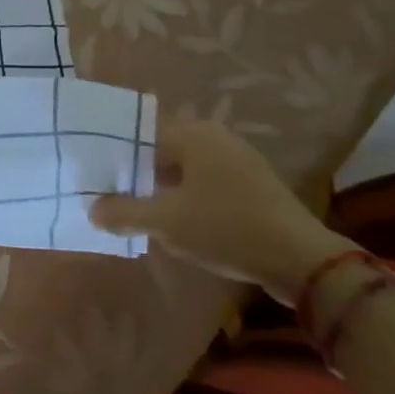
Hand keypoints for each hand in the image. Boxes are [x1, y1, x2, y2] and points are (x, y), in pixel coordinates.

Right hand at [90, 118, 357, 303]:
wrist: (302, 260)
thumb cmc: (226, 228)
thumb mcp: (166, 222)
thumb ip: (124, 212)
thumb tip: (93, 210)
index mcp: (192, 133)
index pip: (140, 134)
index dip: (116, 156)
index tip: (99, 177)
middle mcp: (215, 136)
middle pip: (163, 149)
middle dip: (139, 173)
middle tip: (114, 196)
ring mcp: (238, 158)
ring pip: (186, 167)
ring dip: (164, 187)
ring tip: (142, 211)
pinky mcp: (254, 184)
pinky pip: (208, 181)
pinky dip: (189, 195)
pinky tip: (180, 220)